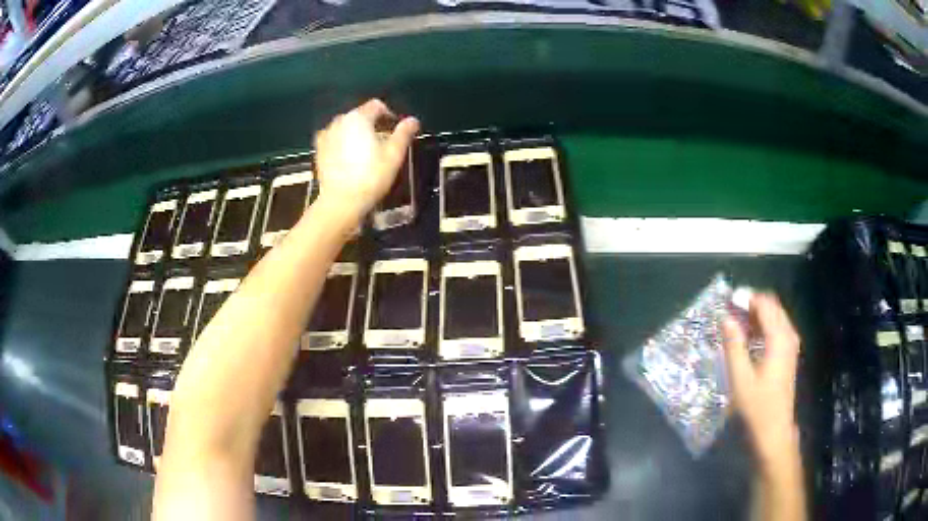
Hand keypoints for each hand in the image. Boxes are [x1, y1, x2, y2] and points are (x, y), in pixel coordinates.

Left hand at [314, 99, 419, 220]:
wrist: (341, 201)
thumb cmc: (371, 176)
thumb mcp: (394, 154)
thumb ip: (403, 133)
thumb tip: (413, 120)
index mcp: (359, 118)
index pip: (377, 106)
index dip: (389, 114)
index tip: (396, 129)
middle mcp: (340, 121)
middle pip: (360, 116)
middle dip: (372, 125)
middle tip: (383, 143)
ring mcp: (326, 135)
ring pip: (346, 127)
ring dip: (356, 133)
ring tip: (365, 151)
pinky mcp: (319, 151)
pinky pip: (334, 140)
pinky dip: (342, 143)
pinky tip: (348, 158)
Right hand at [723, 294, 800, 466]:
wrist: (774, 430)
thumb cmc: (757, 406)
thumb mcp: (740, 378)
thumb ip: (734, 345)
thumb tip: (727, 318)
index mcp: (779, 338)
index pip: (765, 305)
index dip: (747, 298)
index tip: (728, 301)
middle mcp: (788, 336)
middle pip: (772, 307)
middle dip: (752, 304)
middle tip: (731, 311)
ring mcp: (791, 345)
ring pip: (775, 317)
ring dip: (757, 315)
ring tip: (736, 323)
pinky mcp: (788, 354)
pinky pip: (777, 328)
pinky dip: (763, 326)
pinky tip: (749, 338)